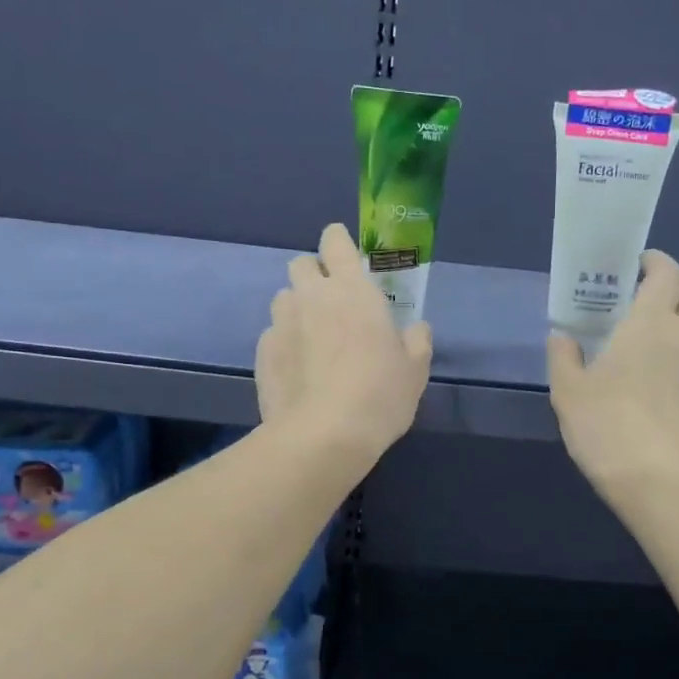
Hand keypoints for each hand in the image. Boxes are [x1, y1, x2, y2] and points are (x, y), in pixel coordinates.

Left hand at [256, 223, 431, 472]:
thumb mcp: (415, 370)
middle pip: (301, 264)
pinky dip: (285, 344)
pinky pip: (273, 336)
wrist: (323, 436)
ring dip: (297, 309)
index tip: (347, 257)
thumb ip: (416, 341)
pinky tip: (298, 372)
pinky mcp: (262, 353)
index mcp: (352, 290)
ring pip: (283, 299)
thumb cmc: (379, 395)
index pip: (335, 241)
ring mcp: (281, 324)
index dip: (339, 243)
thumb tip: (417, 329)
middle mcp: (311, 297)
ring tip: (313, 341)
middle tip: (333, 304)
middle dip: (314, 275)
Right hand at [547, 250, 678, 500]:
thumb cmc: (606, 425)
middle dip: (666, 294)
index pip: (668, 273)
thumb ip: (563, 356)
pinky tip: (651, 395)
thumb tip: (562, 337)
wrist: (659, 482)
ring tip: (638, 355)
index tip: (636, 265)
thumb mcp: (568, 391)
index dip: (655, 263)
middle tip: (634, 308)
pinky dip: (676, 367)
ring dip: (670, 334)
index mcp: (651, 324)